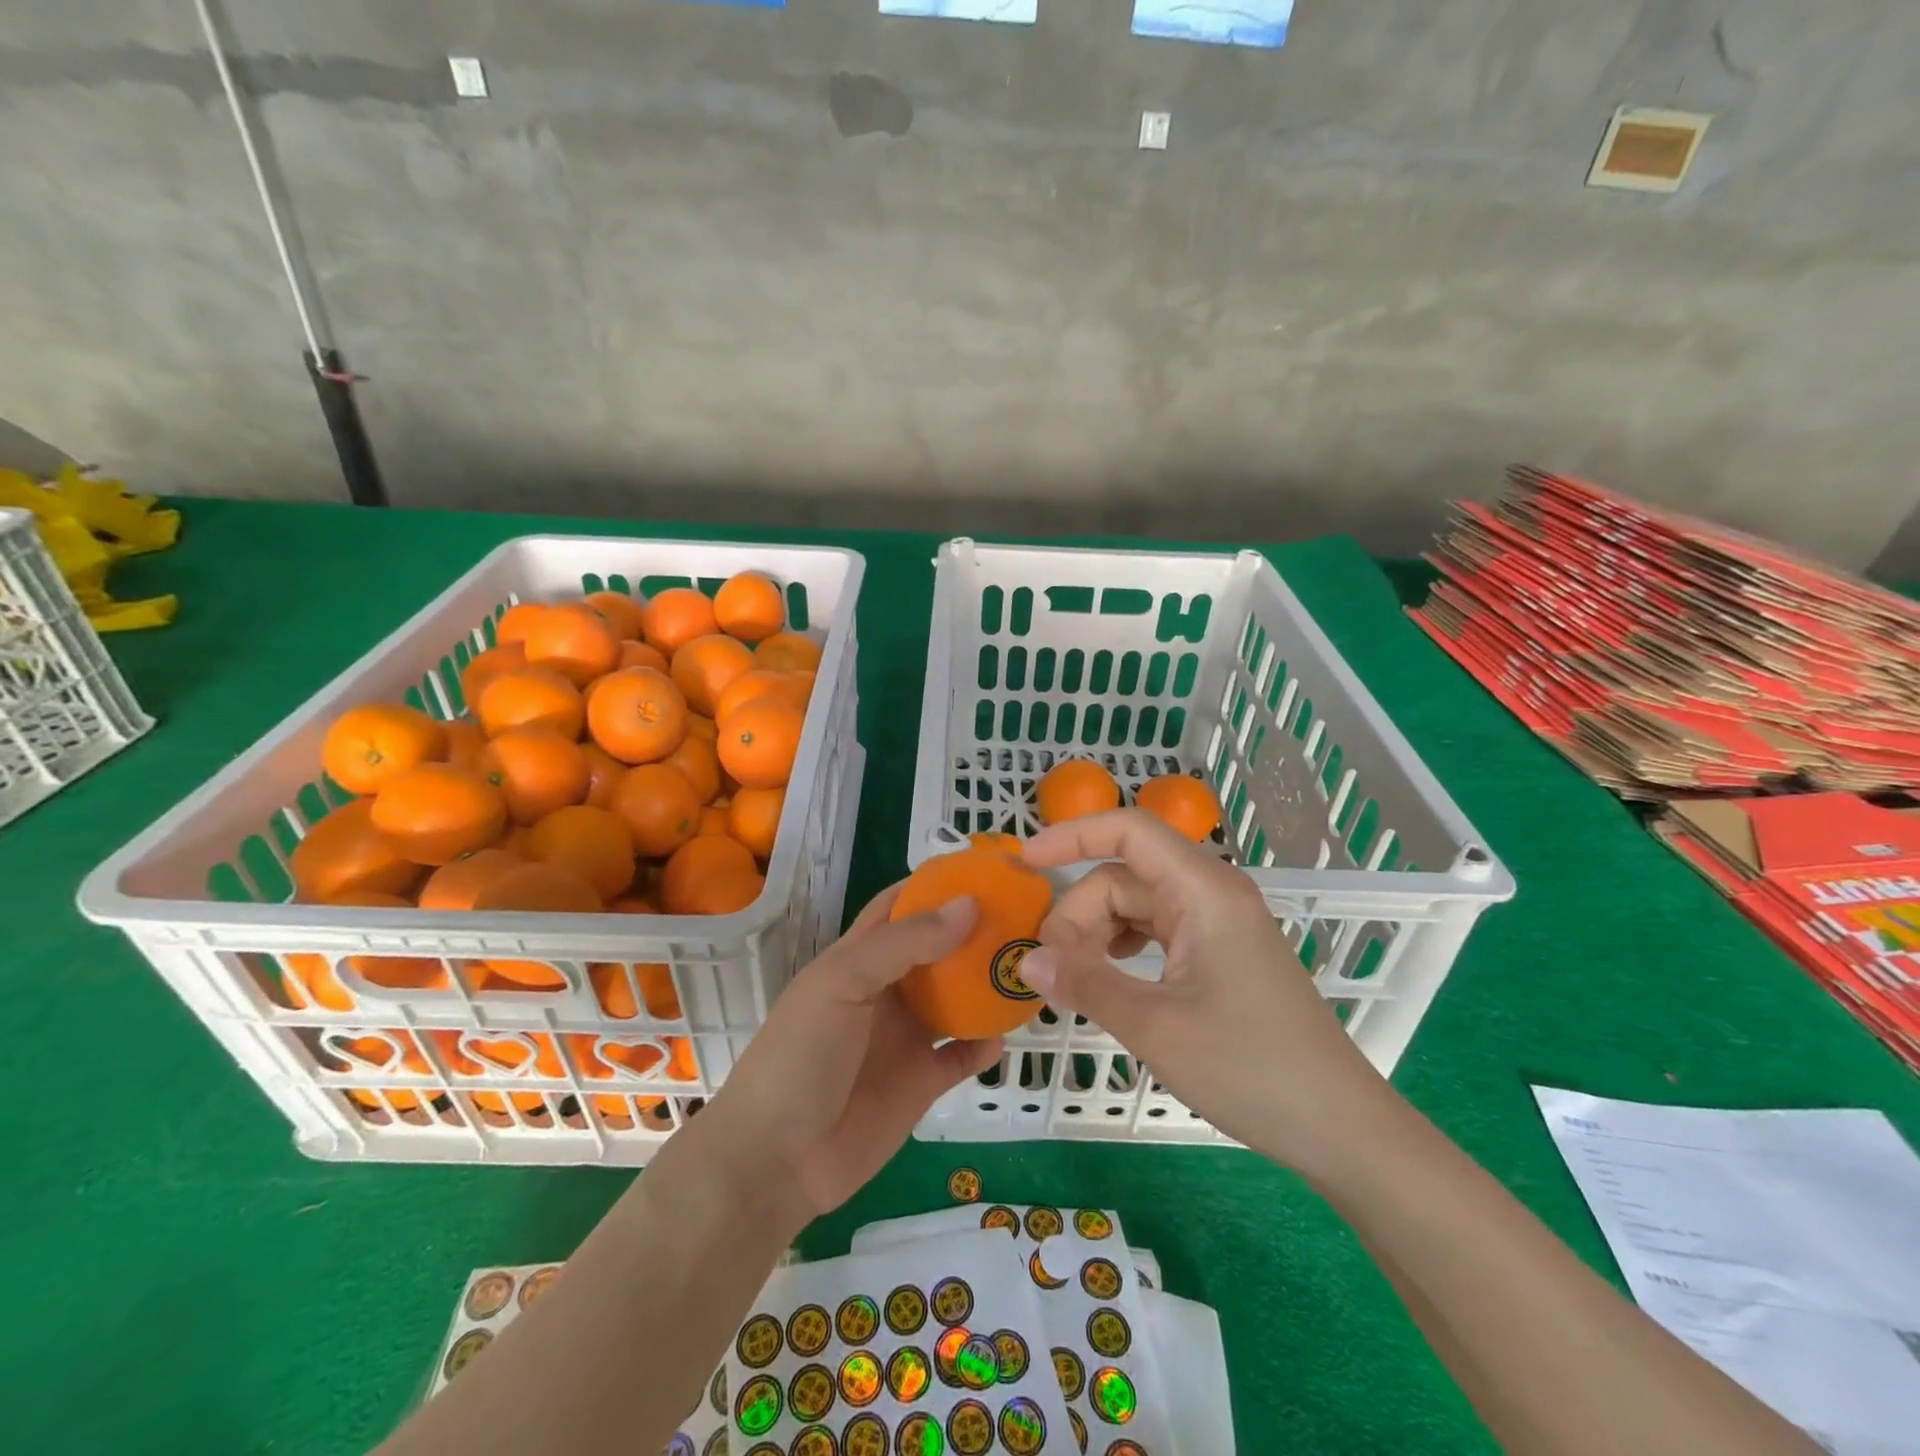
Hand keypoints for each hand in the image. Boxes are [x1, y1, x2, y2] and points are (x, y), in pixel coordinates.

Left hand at [693, 885, 1002, 1230]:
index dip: (935, 885)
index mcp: (859, 958)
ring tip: (1026, 967)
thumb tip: (969, 905)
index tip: (983, 870)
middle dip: (974, 932)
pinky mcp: (921, 1082)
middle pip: (937, 950)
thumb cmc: (802, 1054)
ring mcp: (905, 1037)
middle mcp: (887, 990)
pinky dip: (985, 1046)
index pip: (900, 906)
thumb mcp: (843, 983)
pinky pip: (962, 1056)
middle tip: (1024, 915)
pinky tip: (1005, 1036)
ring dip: (987, 986)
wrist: (777, 1159)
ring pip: (956, 1001)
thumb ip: (905, 943)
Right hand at [1018, 809, 1392, 1174]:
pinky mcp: (1219, 953)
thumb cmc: (1251, 1068)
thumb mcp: (1156, 1027)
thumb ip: (1086, 984)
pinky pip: (1156, 931)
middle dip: (1079, 914)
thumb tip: (1028, 961)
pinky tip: (1108, 980)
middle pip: (1123, 876)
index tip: (1023, 863)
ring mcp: (1217, 923)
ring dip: (1097, 933)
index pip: (1128, 830)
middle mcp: (1211, 893)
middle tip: (1053, 971)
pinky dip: (1121, 948)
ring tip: (1075, 979)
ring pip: (1136, 905)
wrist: (1341, 1127)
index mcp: (1203, 890)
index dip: (1071, 836)